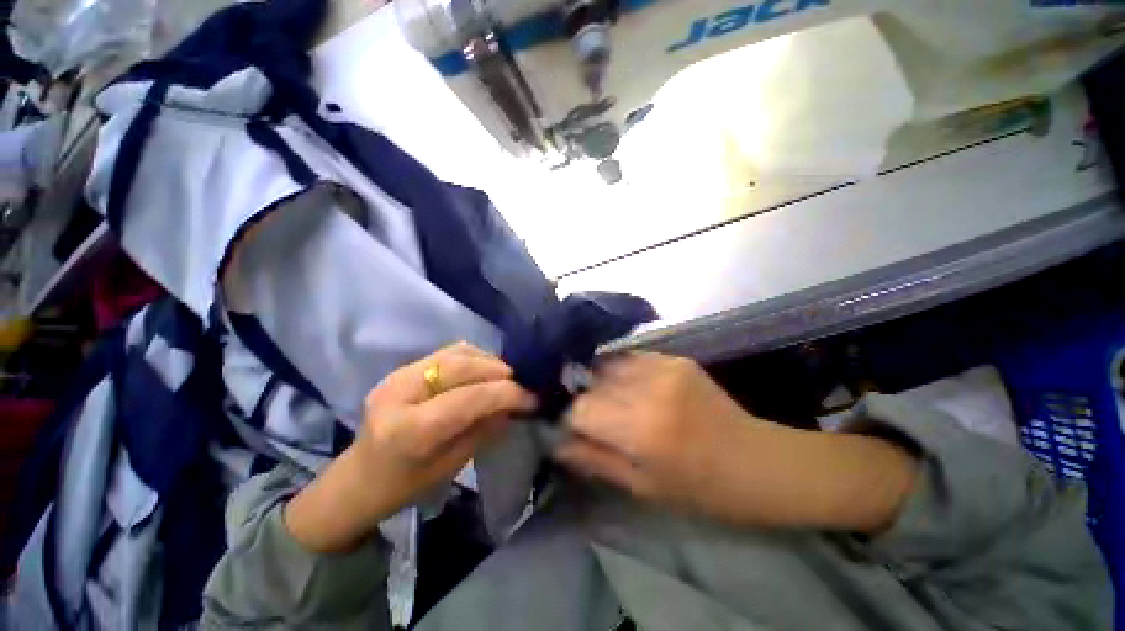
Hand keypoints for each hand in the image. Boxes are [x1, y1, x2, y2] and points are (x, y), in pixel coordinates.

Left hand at [286, 343, 536, 552]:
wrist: (358, 478)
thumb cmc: (404, 486)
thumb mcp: (451, 465)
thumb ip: (484, 429)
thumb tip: (515, 404)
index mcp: (408, 429)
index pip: (469, 397)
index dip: (507, 393)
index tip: (532, 398)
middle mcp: (400, 392)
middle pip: (462, 366)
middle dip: (500, 372)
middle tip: (522, 385)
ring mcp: (399, 374)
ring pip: (457, 352)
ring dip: (489, 361)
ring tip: (506, 377)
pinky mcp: (403, 368)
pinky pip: (449, 353)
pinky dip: (474, 357)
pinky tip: (485, 371)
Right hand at [555, 353, 759, 514]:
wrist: (757, 462)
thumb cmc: (699, 488)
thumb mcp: (641, 486)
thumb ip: (593, 460)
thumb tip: (555, 442)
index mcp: (641, 430)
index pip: (581, 409)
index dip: (571, 419)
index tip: (574, 429)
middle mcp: (649, 389)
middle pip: (592, 381)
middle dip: (585, 398)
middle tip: (594, 416)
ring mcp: (664, 366)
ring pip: (608, 364)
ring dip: (601, 381)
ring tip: (612, 399)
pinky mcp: (675, 358)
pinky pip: (631, 357)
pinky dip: (621, 371)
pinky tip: (630, 386)